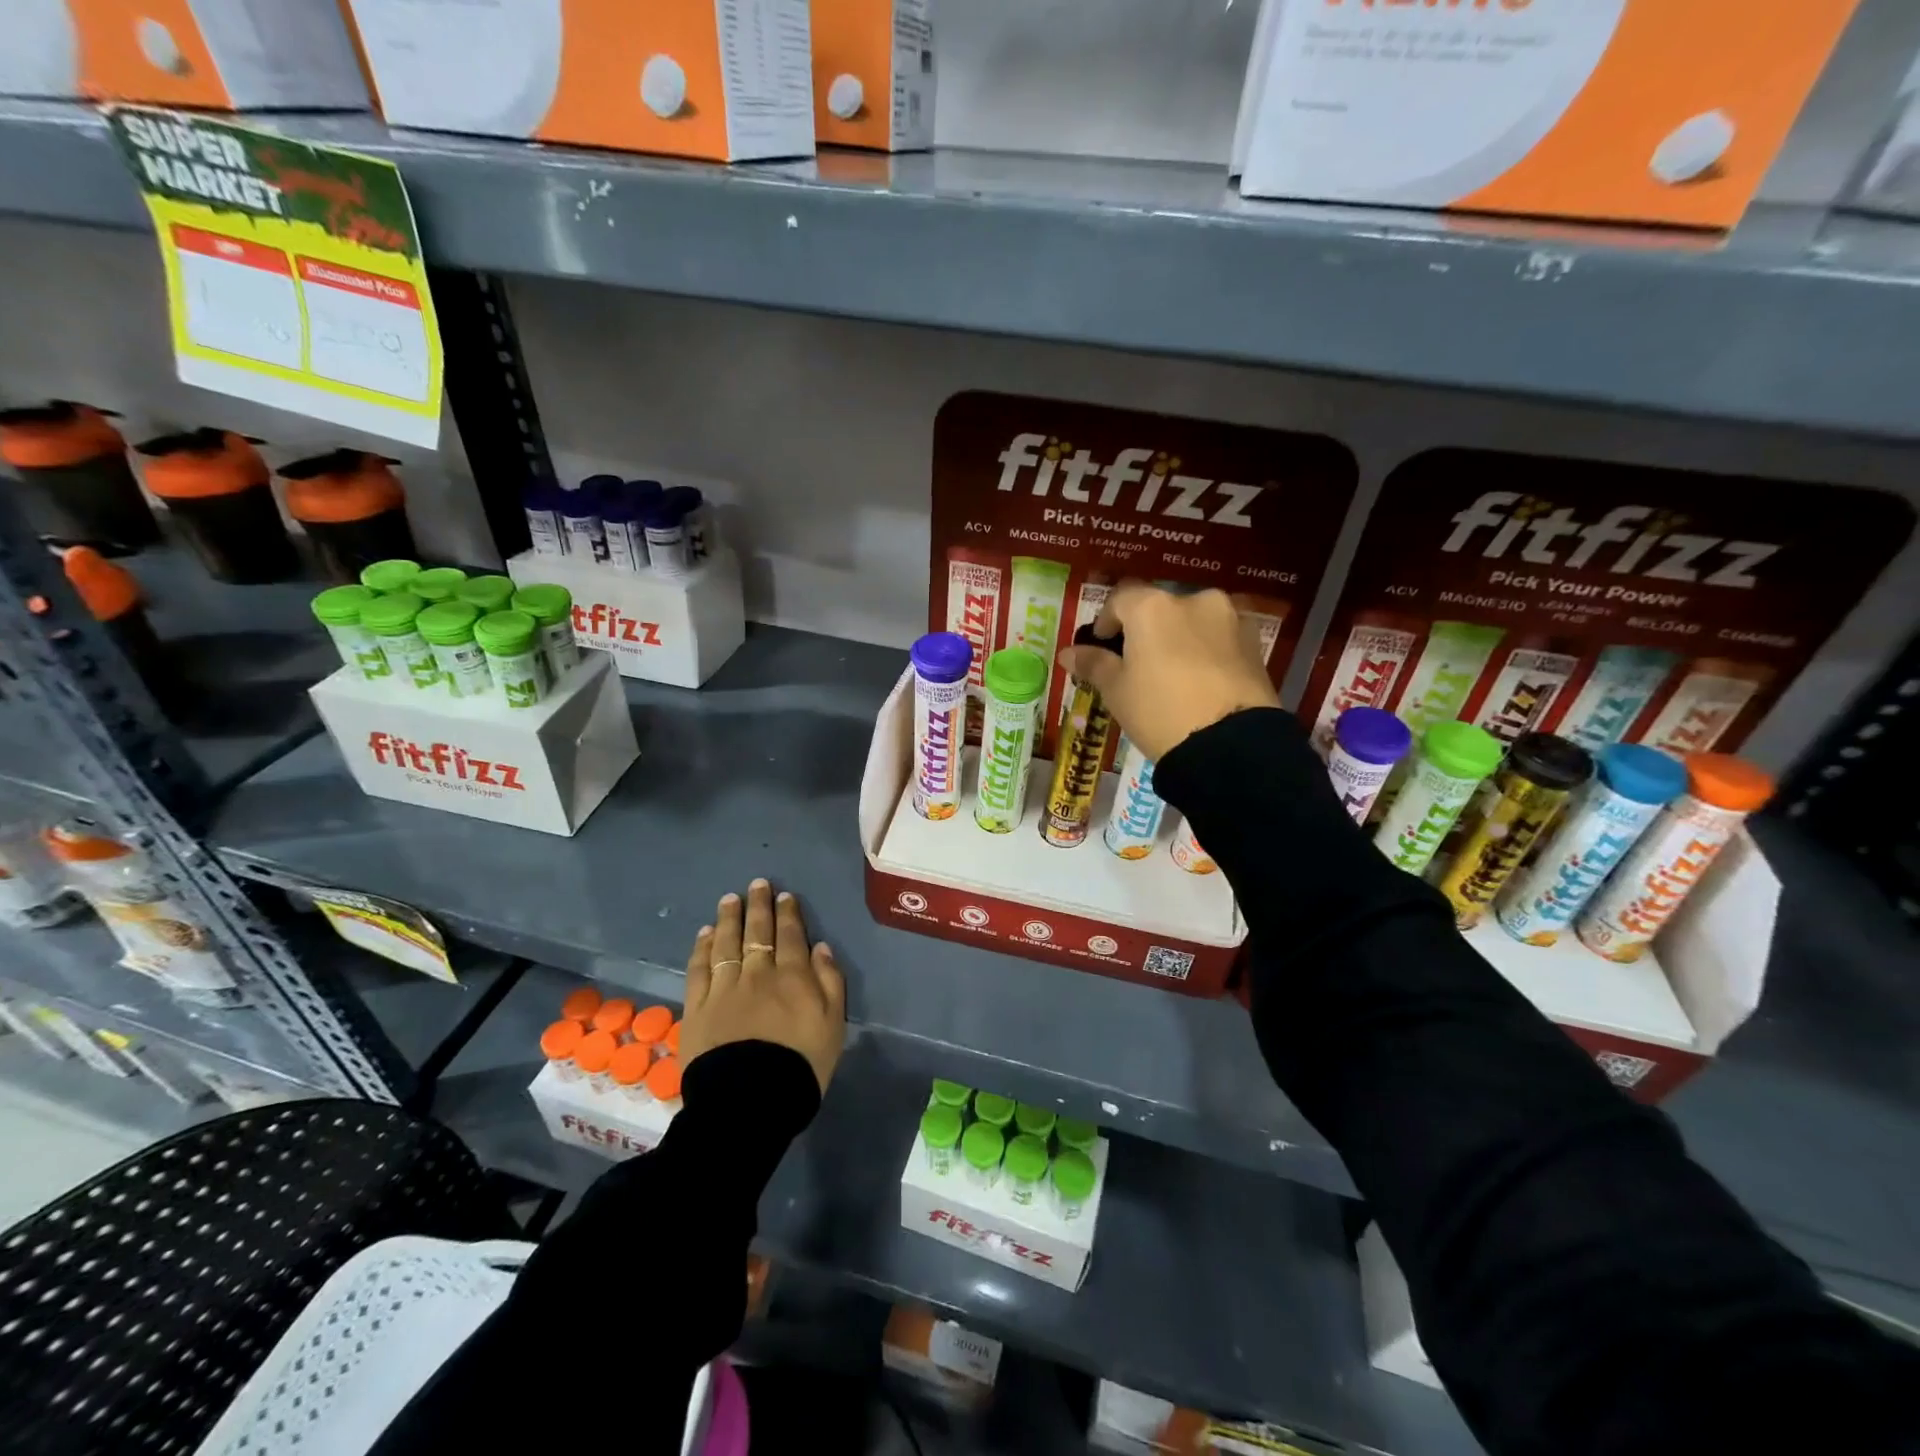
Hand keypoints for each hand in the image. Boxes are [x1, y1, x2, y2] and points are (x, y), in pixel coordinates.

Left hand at [681, 878, 845, 1093]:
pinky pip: (699, 969)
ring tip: (730, 899)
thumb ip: (830, 982)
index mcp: (793, 977)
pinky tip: (705, 934)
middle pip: (758, 932)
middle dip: (759, 906)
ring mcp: (724, 989)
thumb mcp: (833, 1025)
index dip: (788, 913)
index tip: (784, 896)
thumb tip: (820, 947)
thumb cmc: (801, 1065)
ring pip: (726, 944)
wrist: (750, 1101)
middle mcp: (758, 974)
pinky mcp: (697, 1008)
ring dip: (729, 918)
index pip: (791, 936)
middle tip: (757, 884)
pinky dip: (703, 948)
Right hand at [1056, 581, 1278, 762]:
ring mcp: (1230, 618)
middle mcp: (1193, 600)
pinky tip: (1201, 680)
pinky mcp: (1255, 642)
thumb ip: (1093, 664)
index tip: (1101, 645)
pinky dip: (1207, 650)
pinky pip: (1220, 638)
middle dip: (1145, 630)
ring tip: (1172, 673)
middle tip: (1137, 663)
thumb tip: (1069, 653)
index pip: (1120, 600)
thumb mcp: (1117, 691)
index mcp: (1153, 607)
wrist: (1229, 744)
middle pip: (1160, 608)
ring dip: (1179, 638)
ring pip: (1193, 621)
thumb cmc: (1160, 711)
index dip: (1105, 621)